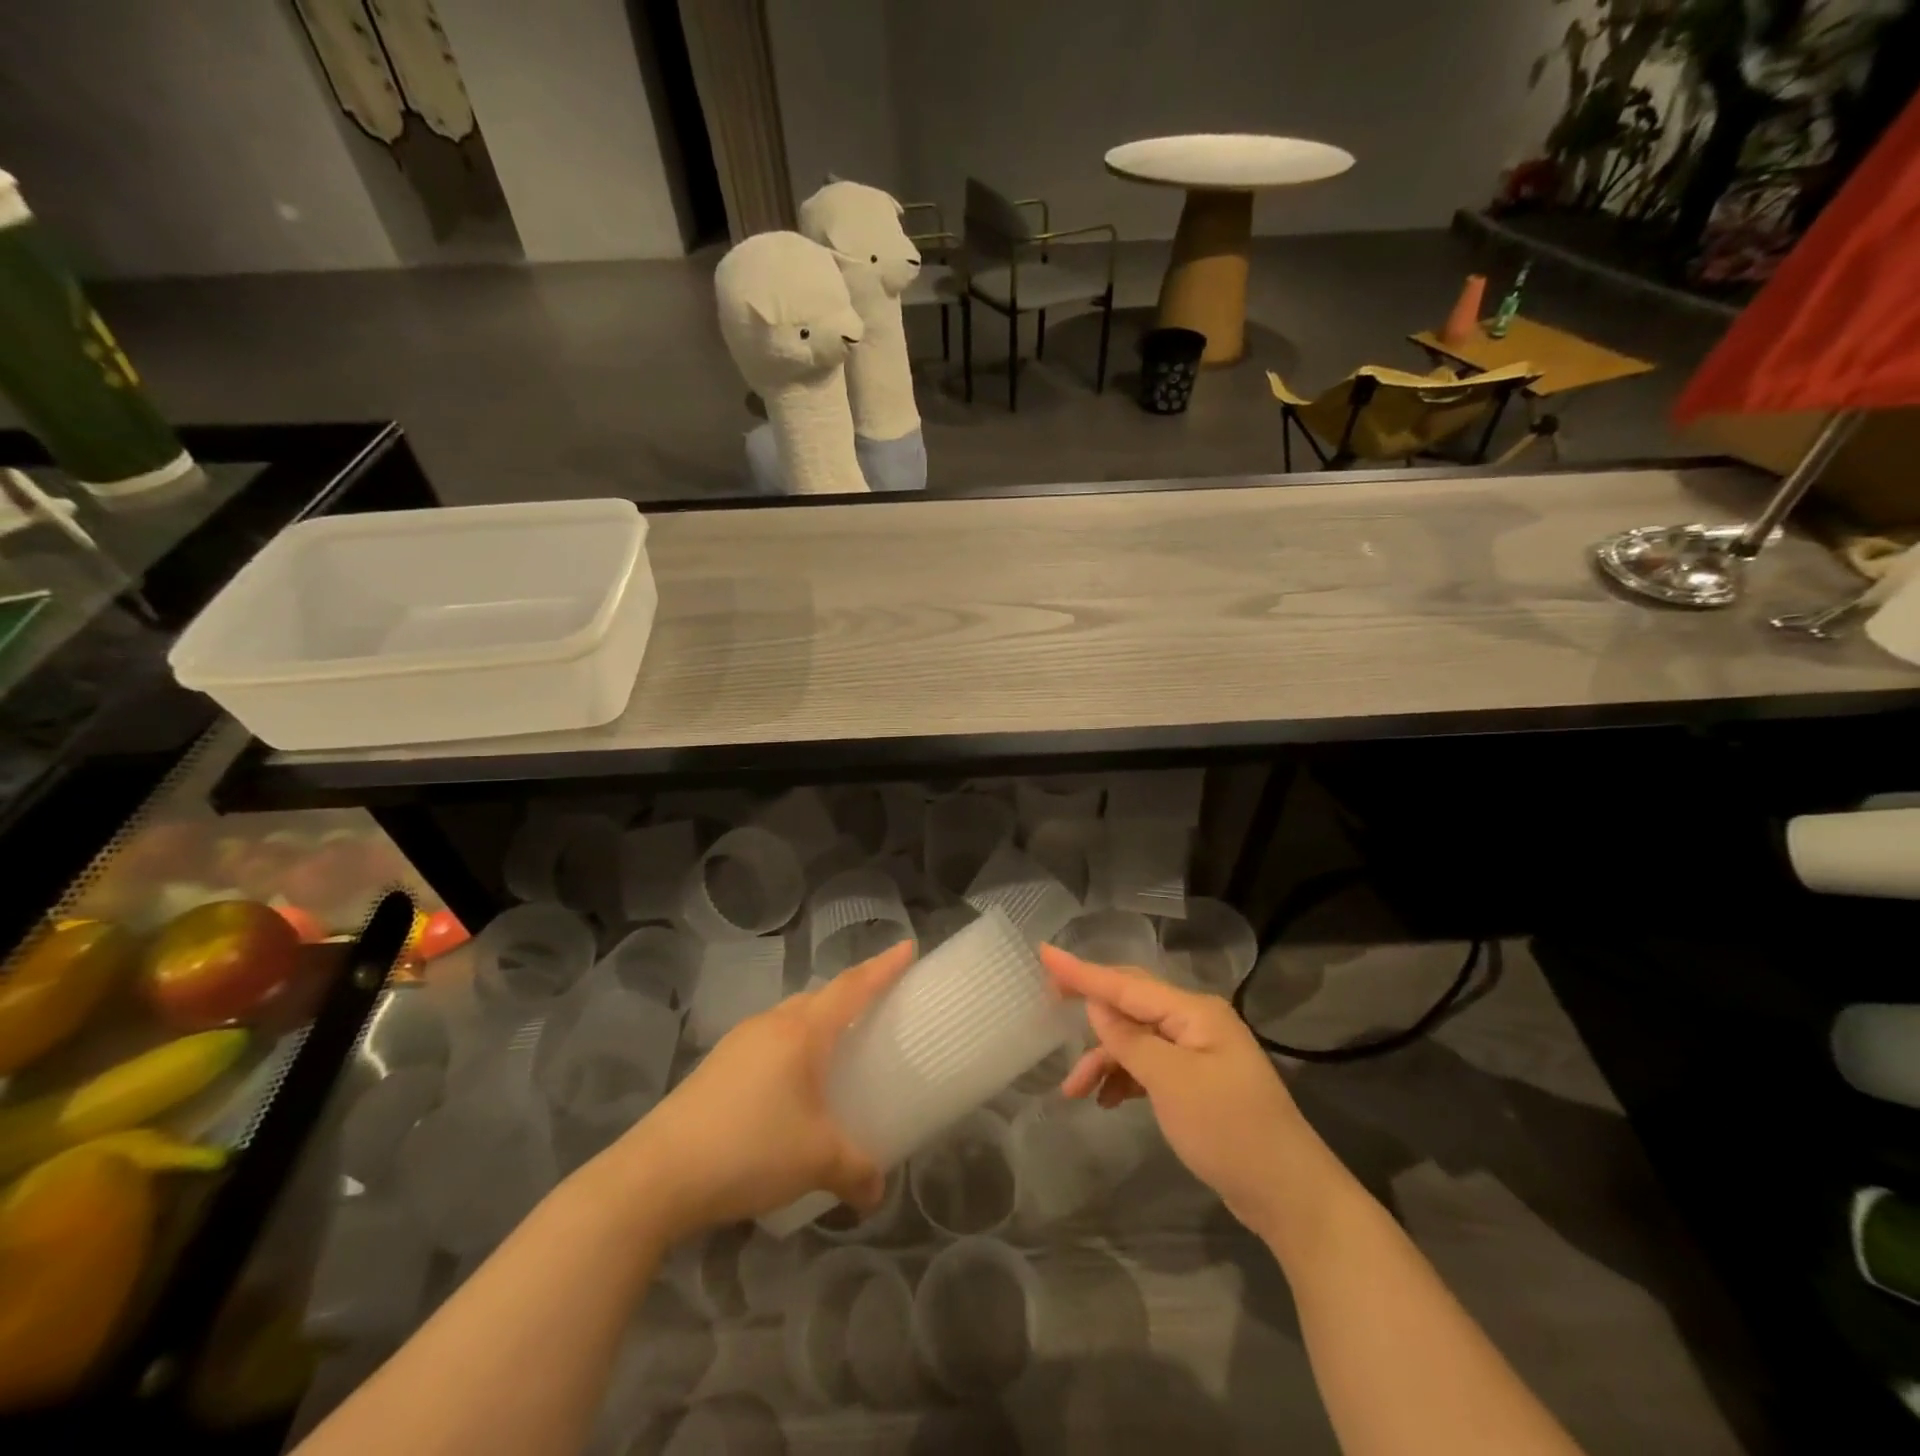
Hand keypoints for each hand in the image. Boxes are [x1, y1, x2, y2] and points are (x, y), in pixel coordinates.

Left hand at [612, 940, 912, 1242]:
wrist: (656, 1175)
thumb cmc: (749, 1150)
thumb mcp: (816, 1161)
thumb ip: (856, 1171)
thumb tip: (878, 1193)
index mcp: (801, 1032)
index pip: (852, 987)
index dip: (883, 966)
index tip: (907, 946)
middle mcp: (770, 1025)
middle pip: (819, 997)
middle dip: (849, 995)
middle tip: (876, 1008)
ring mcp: (738, 1043)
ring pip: (789, 1019)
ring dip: (816, 1024)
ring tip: (834, 1051)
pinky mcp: (716, 1067)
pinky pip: (768, 1042)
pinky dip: (791, 1049)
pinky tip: (790, 1088)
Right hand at [1041, 944, 1311, 1235]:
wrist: (1289, 1195)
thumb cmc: (1229, 1130)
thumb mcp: (1171, 1083)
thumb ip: (1129, 1040)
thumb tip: (1096, 1005)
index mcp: (1193, 1011)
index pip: (1125, 984)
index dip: (1081, 971)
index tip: (1043, 952)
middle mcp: (1195, 1021)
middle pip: (1130, 1004)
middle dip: (1090, 1007)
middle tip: (1048, 1002)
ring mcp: (1197, 1052)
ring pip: (1136, 1040)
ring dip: (1105, 1059)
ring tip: (1074, 1091)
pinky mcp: (1197, 1082)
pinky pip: (1149, 1065)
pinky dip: (1125, 1078)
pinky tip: (1107, 1100)